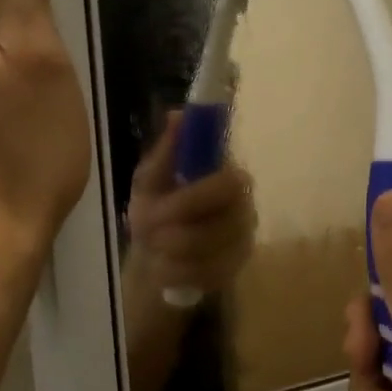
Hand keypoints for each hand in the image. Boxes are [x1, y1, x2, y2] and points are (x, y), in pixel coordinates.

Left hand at [124, 114, 257, 300]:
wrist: (156, 253)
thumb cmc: (158, 205)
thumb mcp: (152, 177)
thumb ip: (167, 150)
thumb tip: (178, 114)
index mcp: (229, 177)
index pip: (229, 185)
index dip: (192, 199)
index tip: (157, 206)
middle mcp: (245, 209)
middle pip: (216, 225)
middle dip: (173, 230)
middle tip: (145, 228)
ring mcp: (242, 243)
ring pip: (205, 253)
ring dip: (168, 251)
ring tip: (152, 246)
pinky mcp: (234, 272)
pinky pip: (202, 277)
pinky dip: (174, 273)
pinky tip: (164, 266)